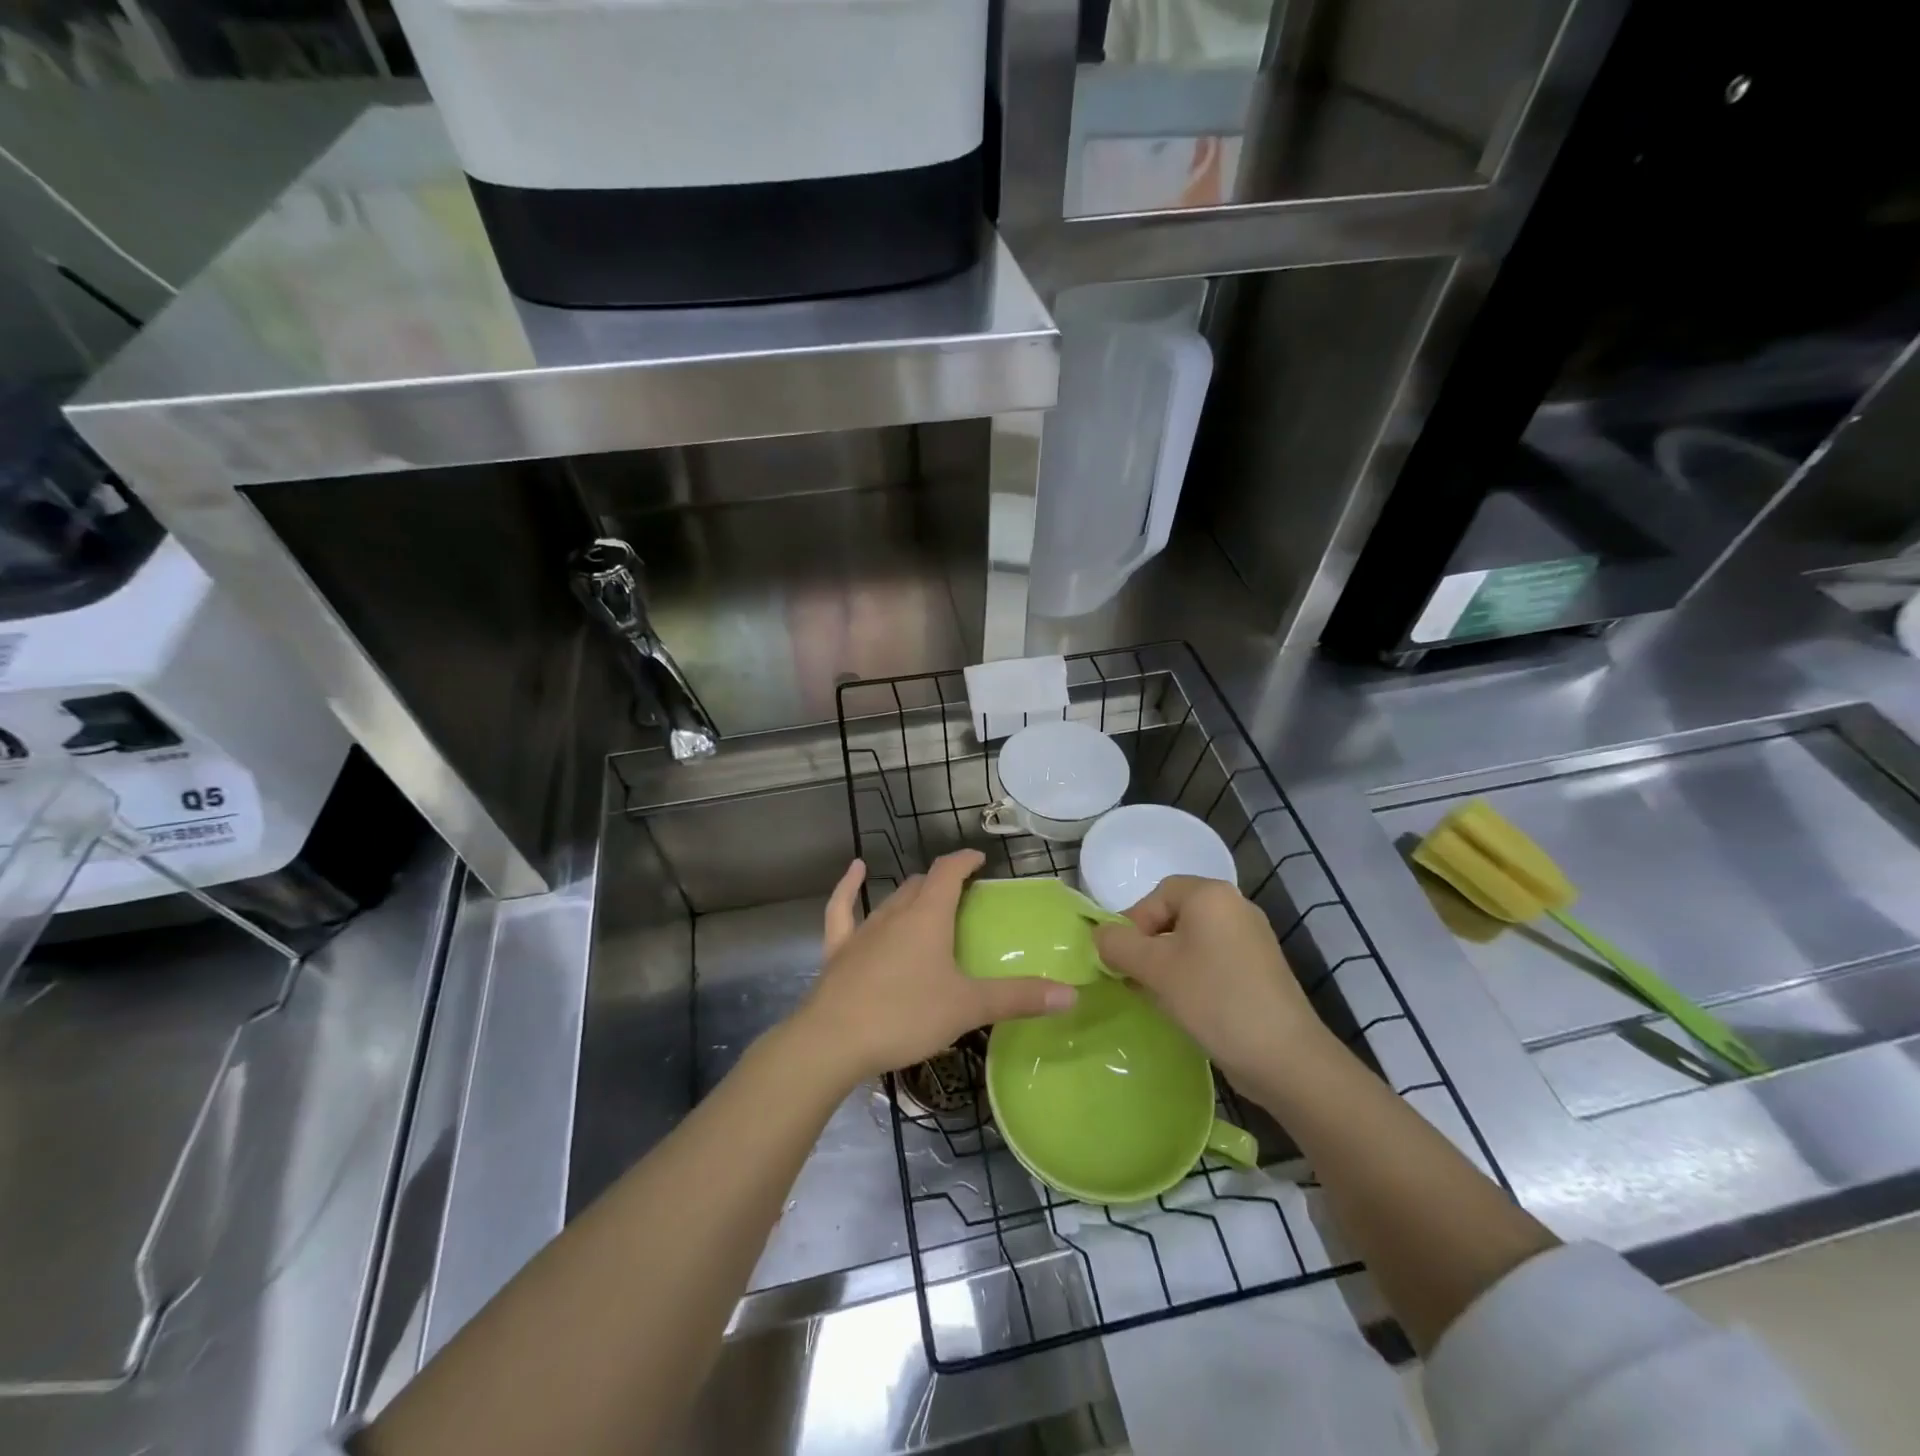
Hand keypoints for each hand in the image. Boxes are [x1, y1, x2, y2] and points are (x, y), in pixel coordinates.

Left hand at [798, 852, 1076, 1083]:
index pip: (949, 872)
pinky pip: (842, 909)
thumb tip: (1072, 995)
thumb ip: (1018, 998)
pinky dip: (849, 887)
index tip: (980, 859)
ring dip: (911, 894)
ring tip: (926, 898)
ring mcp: (863, 930)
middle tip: (962, 895)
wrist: (833, 1042)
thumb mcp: (968, 1008)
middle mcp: (895, 913)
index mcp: (928, 917)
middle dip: (943, 883)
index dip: (965, 860)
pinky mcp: (838, 950)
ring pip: (891, 899)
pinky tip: (856, 872)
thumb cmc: (905, 1016)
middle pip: (921, 885)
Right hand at [1093, 876, 1330, 1091]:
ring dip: (1167, 964)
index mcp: (1211, 895)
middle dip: (1148, 946)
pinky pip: (1213, 959)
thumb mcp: (1154, 969)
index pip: (1156, 895)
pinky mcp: (1260, 968)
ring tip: (1156, 996)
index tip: (1124, 960)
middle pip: (1174, 915)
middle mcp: (1235, 906)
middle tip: (1135, 979)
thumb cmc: (1214, 999)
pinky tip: (1186, 1006)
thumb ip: (1118, 945)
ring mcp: (1252, 938)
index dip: (1133, 924)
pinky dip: (1192, 975)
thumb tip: (1099, 936)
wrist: (1285, 1056)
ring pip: (1192, 940)